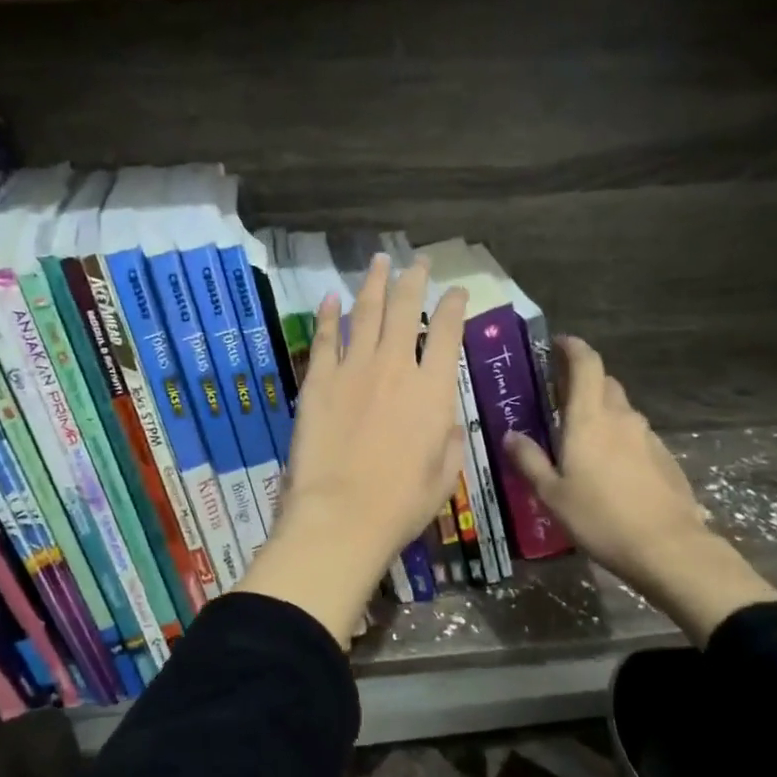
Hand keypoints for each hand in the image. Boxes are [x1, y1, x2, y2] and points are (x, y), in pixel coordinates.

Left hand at [242, 255, 467, 644]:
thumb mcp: (444, 474)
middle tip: (418, 262)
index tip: (457, 291)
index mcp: (433, 391)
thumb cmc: (401, 503)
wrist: (342, 515)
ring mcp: (353, 369)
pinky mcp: (319, 381)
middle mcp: (396, 368)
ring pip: (366, 312)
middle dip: (414, 280)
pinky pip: (325, 338)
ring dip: (375, 283)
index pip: (448, 333)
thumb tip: (444, 419)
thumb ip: (448, 438)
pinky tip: (332, 297)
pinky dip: (329, 315)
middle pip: (406, 310)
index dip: (454, 306)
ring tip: (380, 261)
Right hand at [504, 336, 776, 645]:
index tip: (558, 344)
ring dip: (601, 411)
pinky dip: (619, 437)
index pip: (586, 364)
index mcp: (589, 418)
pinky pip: (635, 435)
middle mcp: (621, 417)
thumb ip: (529, 460)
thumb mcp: (552, 494)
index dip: (573, 347)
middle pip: (604, 383)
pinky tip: (609, 467)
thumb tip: (510, 435)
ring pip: (621, 410)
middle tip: (559, 397)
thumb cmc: (601, 518)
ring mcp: (647, 436)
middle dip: (583, 381)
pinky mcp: (664, 457)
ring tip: (581, 437)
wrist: (669, 548)